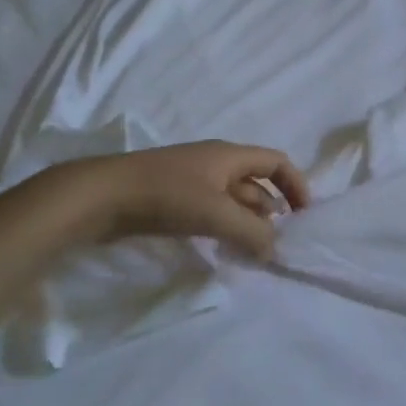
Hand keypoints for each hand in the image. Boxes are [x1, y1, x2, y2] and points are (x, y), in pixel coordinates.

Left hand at [67, 140, 309, 257]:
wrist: (100, 196)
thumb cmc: (165, 195)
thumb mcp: (217, 214)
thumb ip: (253, 233)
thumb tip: (275, 249)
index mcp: (229, 156)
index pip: (277, 162)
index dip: (296, 185)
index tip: (304, 216)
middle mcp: (215, 163)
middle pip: (256, 183)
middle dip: (272, 210)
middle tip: (279, 241)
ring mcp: (192, 181)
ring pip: (233, 200)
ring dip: (248, 222)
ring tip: (255, 250)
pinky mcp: (173, 199)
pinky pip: (211, 211)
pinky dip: (225, 227)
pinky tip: (224, 247)